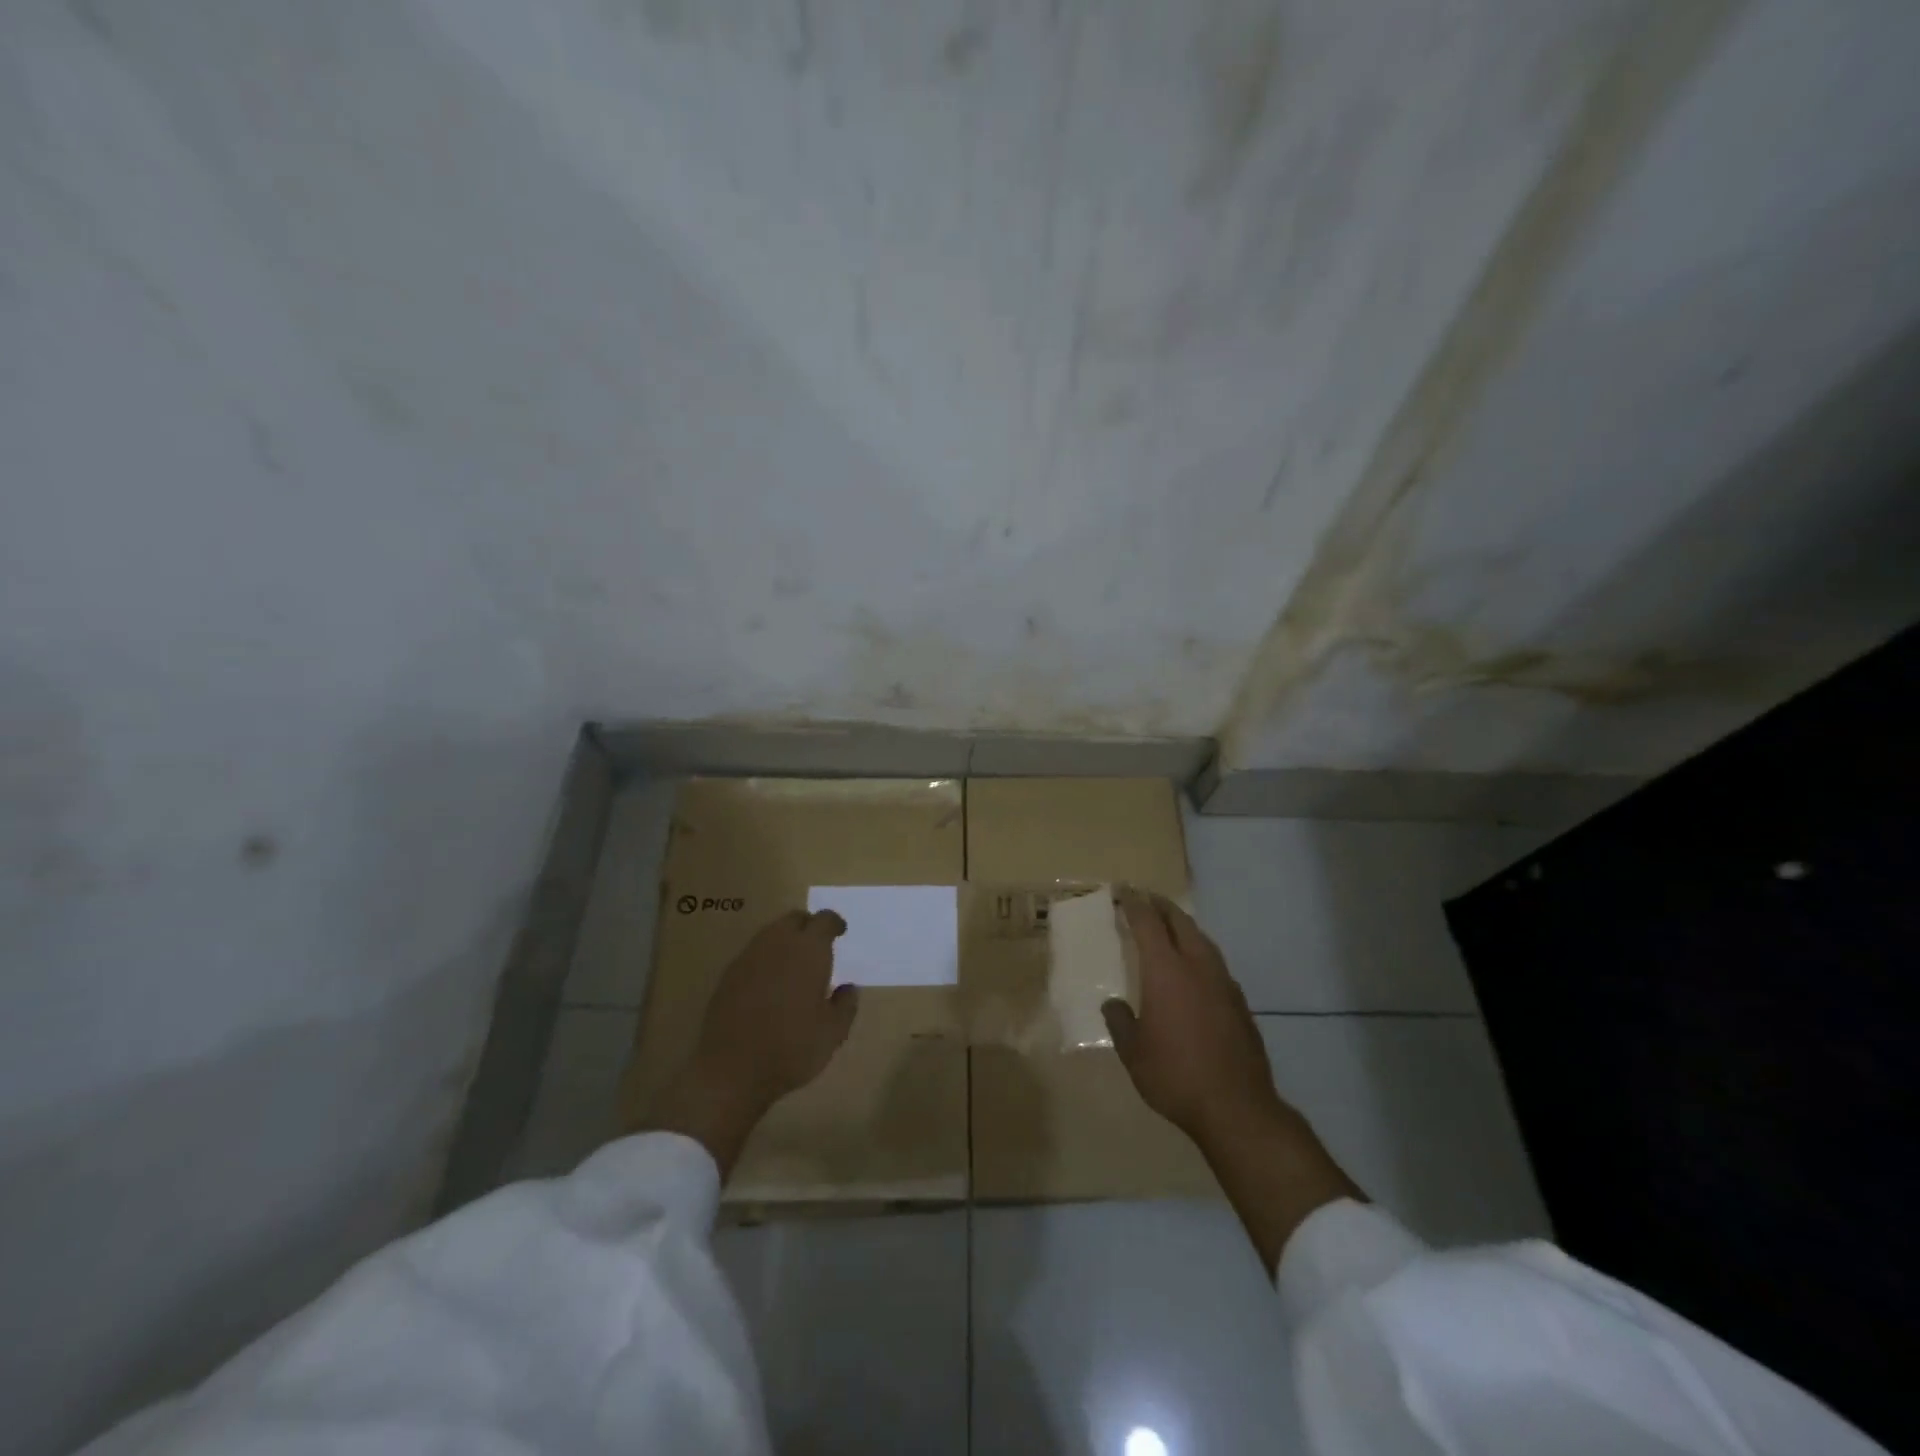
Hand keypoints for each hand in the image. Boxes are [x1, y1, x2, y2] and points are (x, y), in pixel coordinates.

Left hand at [640, 910, 858, 1177]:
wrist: (732, 1070)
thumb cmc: (792, 1048)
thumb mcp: (834, 1032)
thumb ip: (845, 1004)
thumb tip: (848, 988)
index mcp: (809, 950)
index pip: (824, 920)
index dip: (834, 923)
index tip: (841, 932)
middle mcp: (778, 943)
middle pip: (794, 919)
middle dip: (808, 926)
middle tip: (818, 945)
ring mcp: (749, 957)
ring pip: (771, 933)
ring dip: (785, 940)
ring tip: (794, 964)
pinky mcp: (728, 974)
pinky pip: (753, 954)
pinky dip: (766, 959)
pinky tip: (769, 983)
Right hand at [1103, 889, 1362, 1272]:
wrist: (1236, 1107)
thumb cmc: (1175, 1075)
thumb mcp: (1133, 1052)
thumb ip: (1120, 1022)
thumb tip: (1112, 1004)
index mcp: (1166, 970)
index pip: (1148, 923)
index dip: (1134, 904)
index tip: (1123, 892)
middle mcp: (1197, 966)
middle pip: (1180, 922)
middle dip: (1161, 906)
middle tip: (1146, 899)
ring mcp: (1224, 983)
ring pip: (1202, 941)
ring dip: (1184, 927)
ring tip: (1170, 927)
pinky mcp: (1240, 1003)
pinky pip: (1215, 964)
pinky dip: (1200, 954)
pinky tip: (1195, 970)